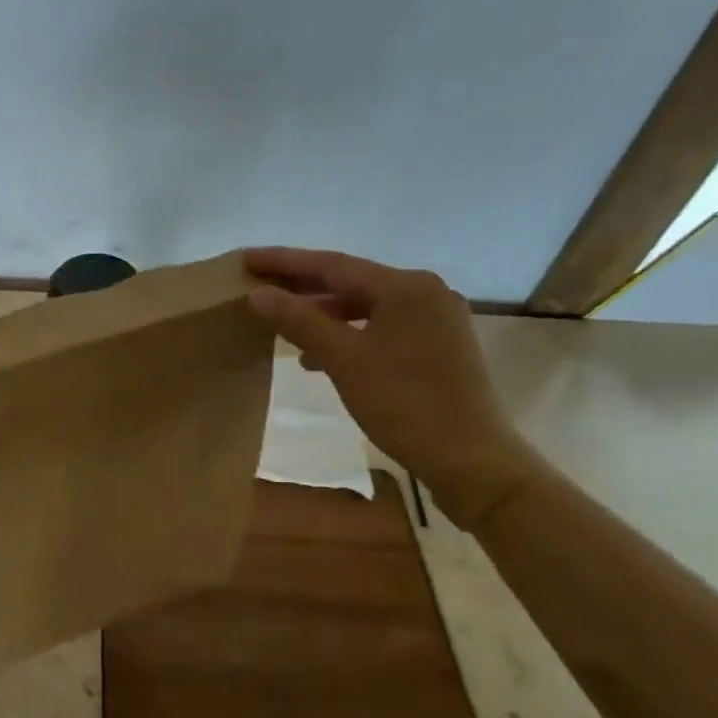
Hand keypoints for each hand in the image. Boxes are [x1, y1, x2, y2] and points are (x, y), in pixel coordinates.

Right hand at [245, 247, 539, 528]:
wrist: (470, 459)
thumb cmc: (404, 403)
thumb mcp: (343, 359)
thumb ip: (299, 321)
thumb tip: (258, 294)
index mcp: (405, 287)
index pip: (332, 264)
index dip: (284, 261)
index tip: (247, 258)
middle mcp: (425, 292)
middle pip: (351, 281)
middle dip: (302, 285)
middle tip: (258, 284)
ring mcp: (436, 319)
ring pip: (366, 306)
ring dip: (324, 313)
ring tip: (282, 323)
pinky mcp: (439, 346)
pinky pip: (382, 326)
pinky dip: (349, 333)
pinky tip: (321, 354)